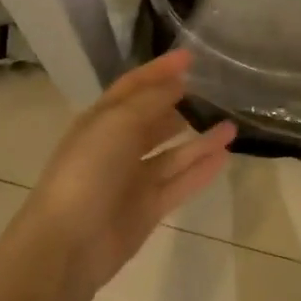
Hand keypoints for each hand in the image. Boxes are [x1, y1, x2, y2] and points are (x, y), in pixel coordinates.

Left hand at [17, 50, 234, 297]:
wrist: (68, 244)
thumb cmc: (88, 171)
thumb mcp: (117, 123)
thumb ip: (151, 100)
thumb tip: (178, 82)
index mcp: (102, 120)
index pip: (134, 85)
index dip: (160, 70)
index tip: (192, 56)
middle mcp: (117, 145)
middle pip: (154, 119)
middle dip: (181, 103)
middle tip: (216, 91)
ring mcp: (133, 179)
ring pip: (172, 153)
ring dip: (199, 138)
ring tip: (232, 125)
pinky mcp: (148, 208)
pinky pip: (180, 182)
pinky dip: (201, 169)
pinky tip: (224, 155)